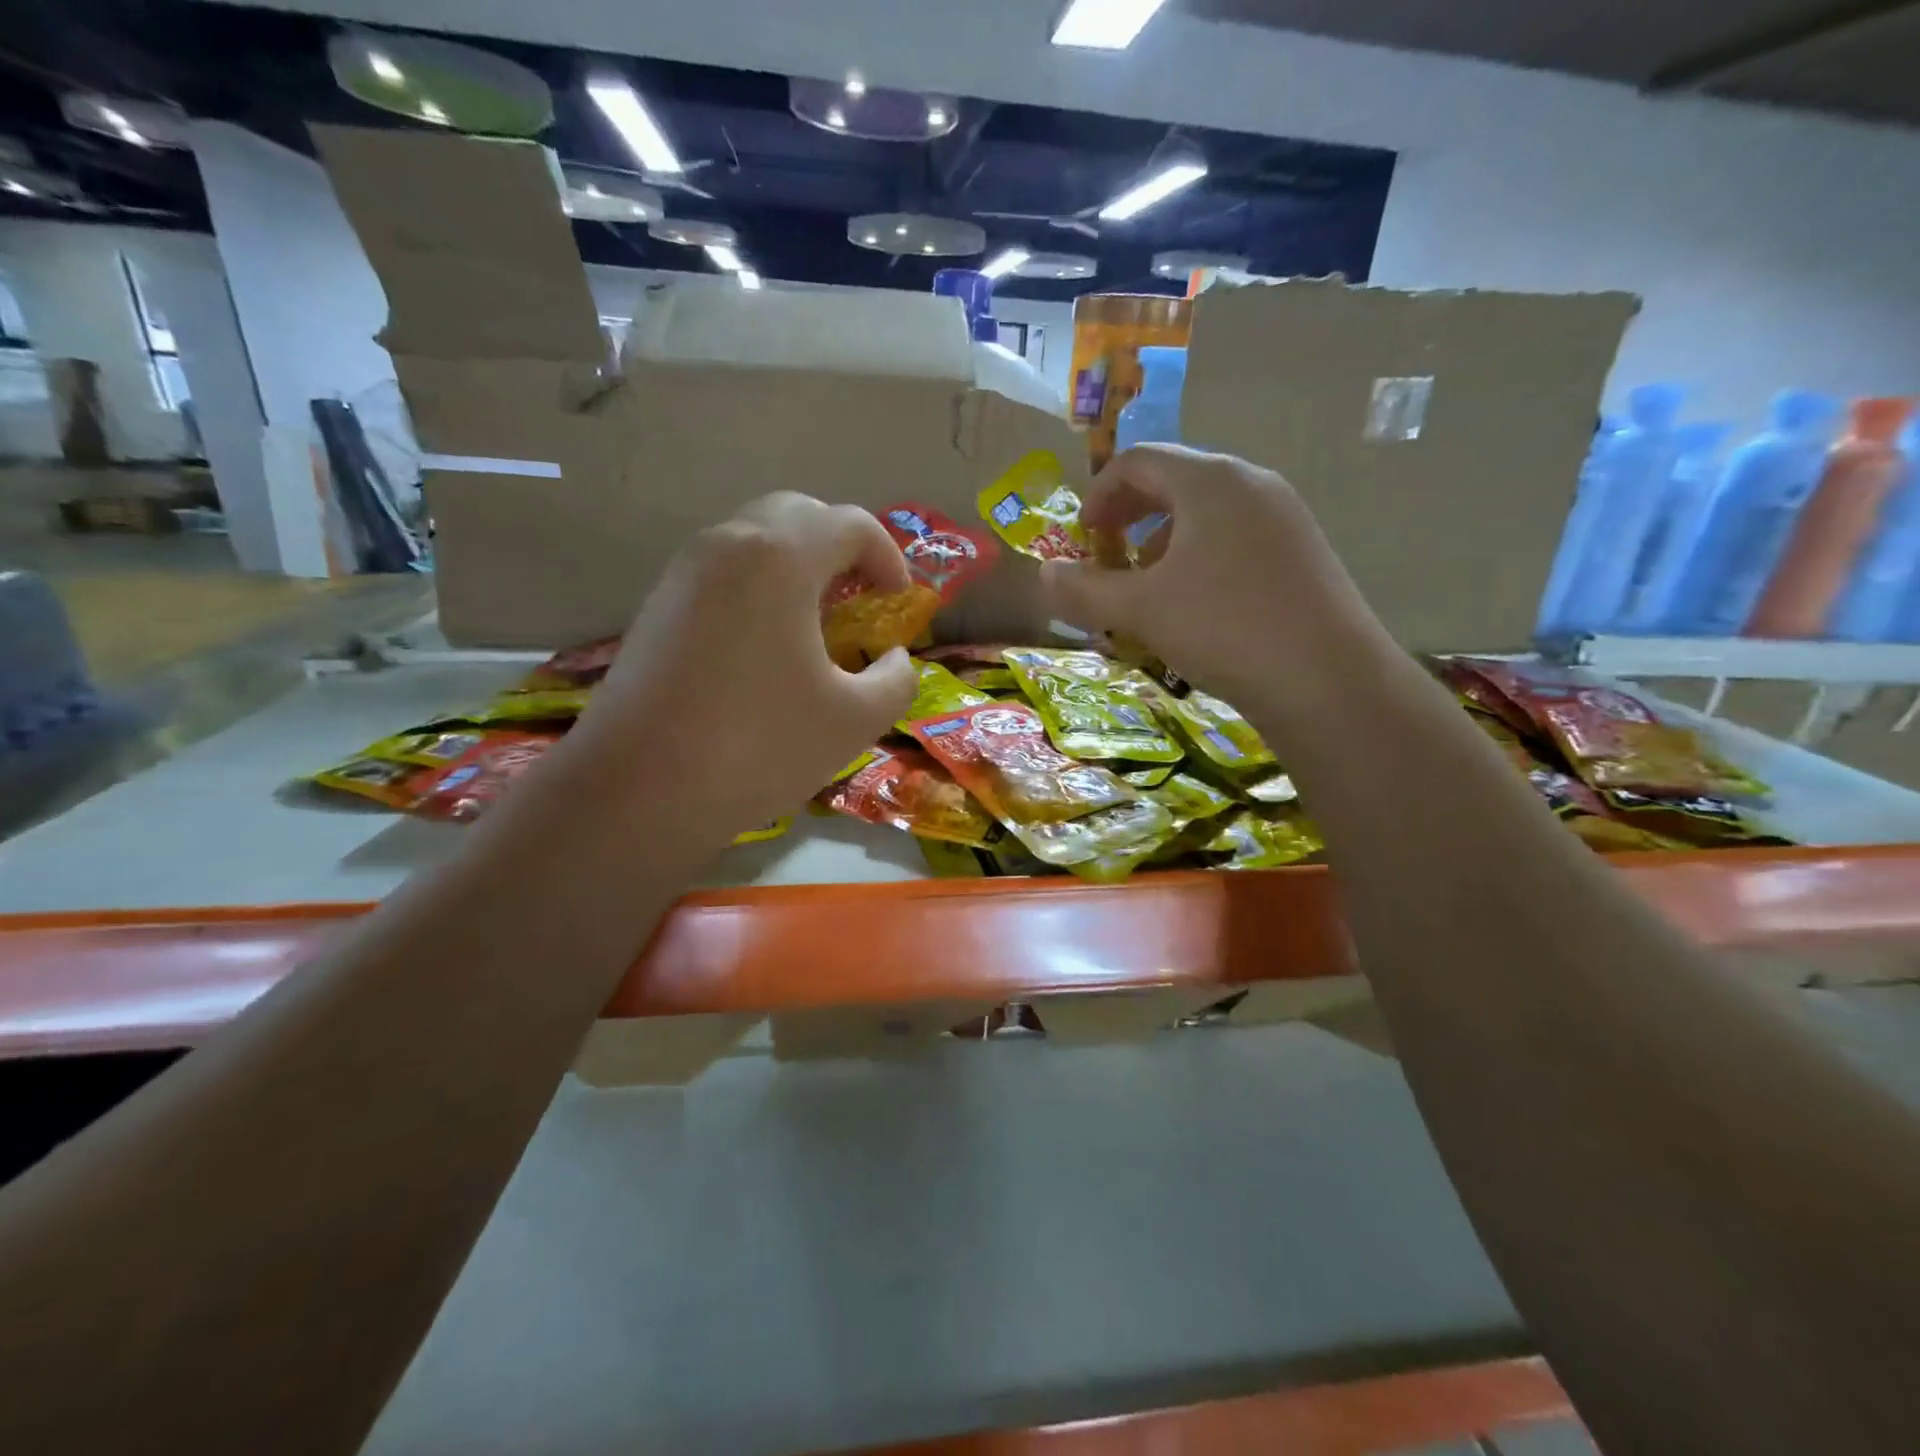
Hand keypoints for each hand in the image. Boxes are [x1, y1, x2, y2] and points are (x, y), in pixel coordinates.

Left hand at [558, 493, 917, 845]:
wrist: (638, 790)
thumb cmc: (759, 746)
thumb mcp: (856, 719)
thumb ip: (896, 678)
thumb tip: (891, 658)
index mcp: (780, 558)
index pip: (851, 524)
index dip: (889, 557)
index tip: (899, 603)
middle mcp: (727, 544)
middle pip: (797, 514)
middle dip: (840, 548)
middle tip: (859, 599)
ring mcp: (683, 573)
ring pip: (754, 541)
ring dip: (796, 567)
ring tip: (815, 625)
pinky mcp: (656, 606)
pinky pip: (722, 574)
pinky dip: (758, 590)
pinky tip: (764, 650)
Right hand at [1042, 444, 1389, 715]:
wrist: (1328, 679)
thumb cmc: (1224, 628)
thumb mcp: (1139, 610)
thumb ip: (1083, 590)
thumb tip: (1044, 575)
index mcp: (1210, 480)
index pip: (1139, 460)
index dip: (1099, 494)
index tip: (1081, 537)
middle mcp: (1251, 484)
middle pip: (1175, 481)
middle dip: (1130, 518)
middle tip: (1108, 559)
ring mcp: (1284, 518)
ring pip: (1206, 514)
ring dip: (1163, 544)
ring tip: (1148, 590)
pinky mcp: (1302, 553)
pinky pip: (1235, 539)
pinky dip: (1199, 560)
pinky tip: (1195, 607)